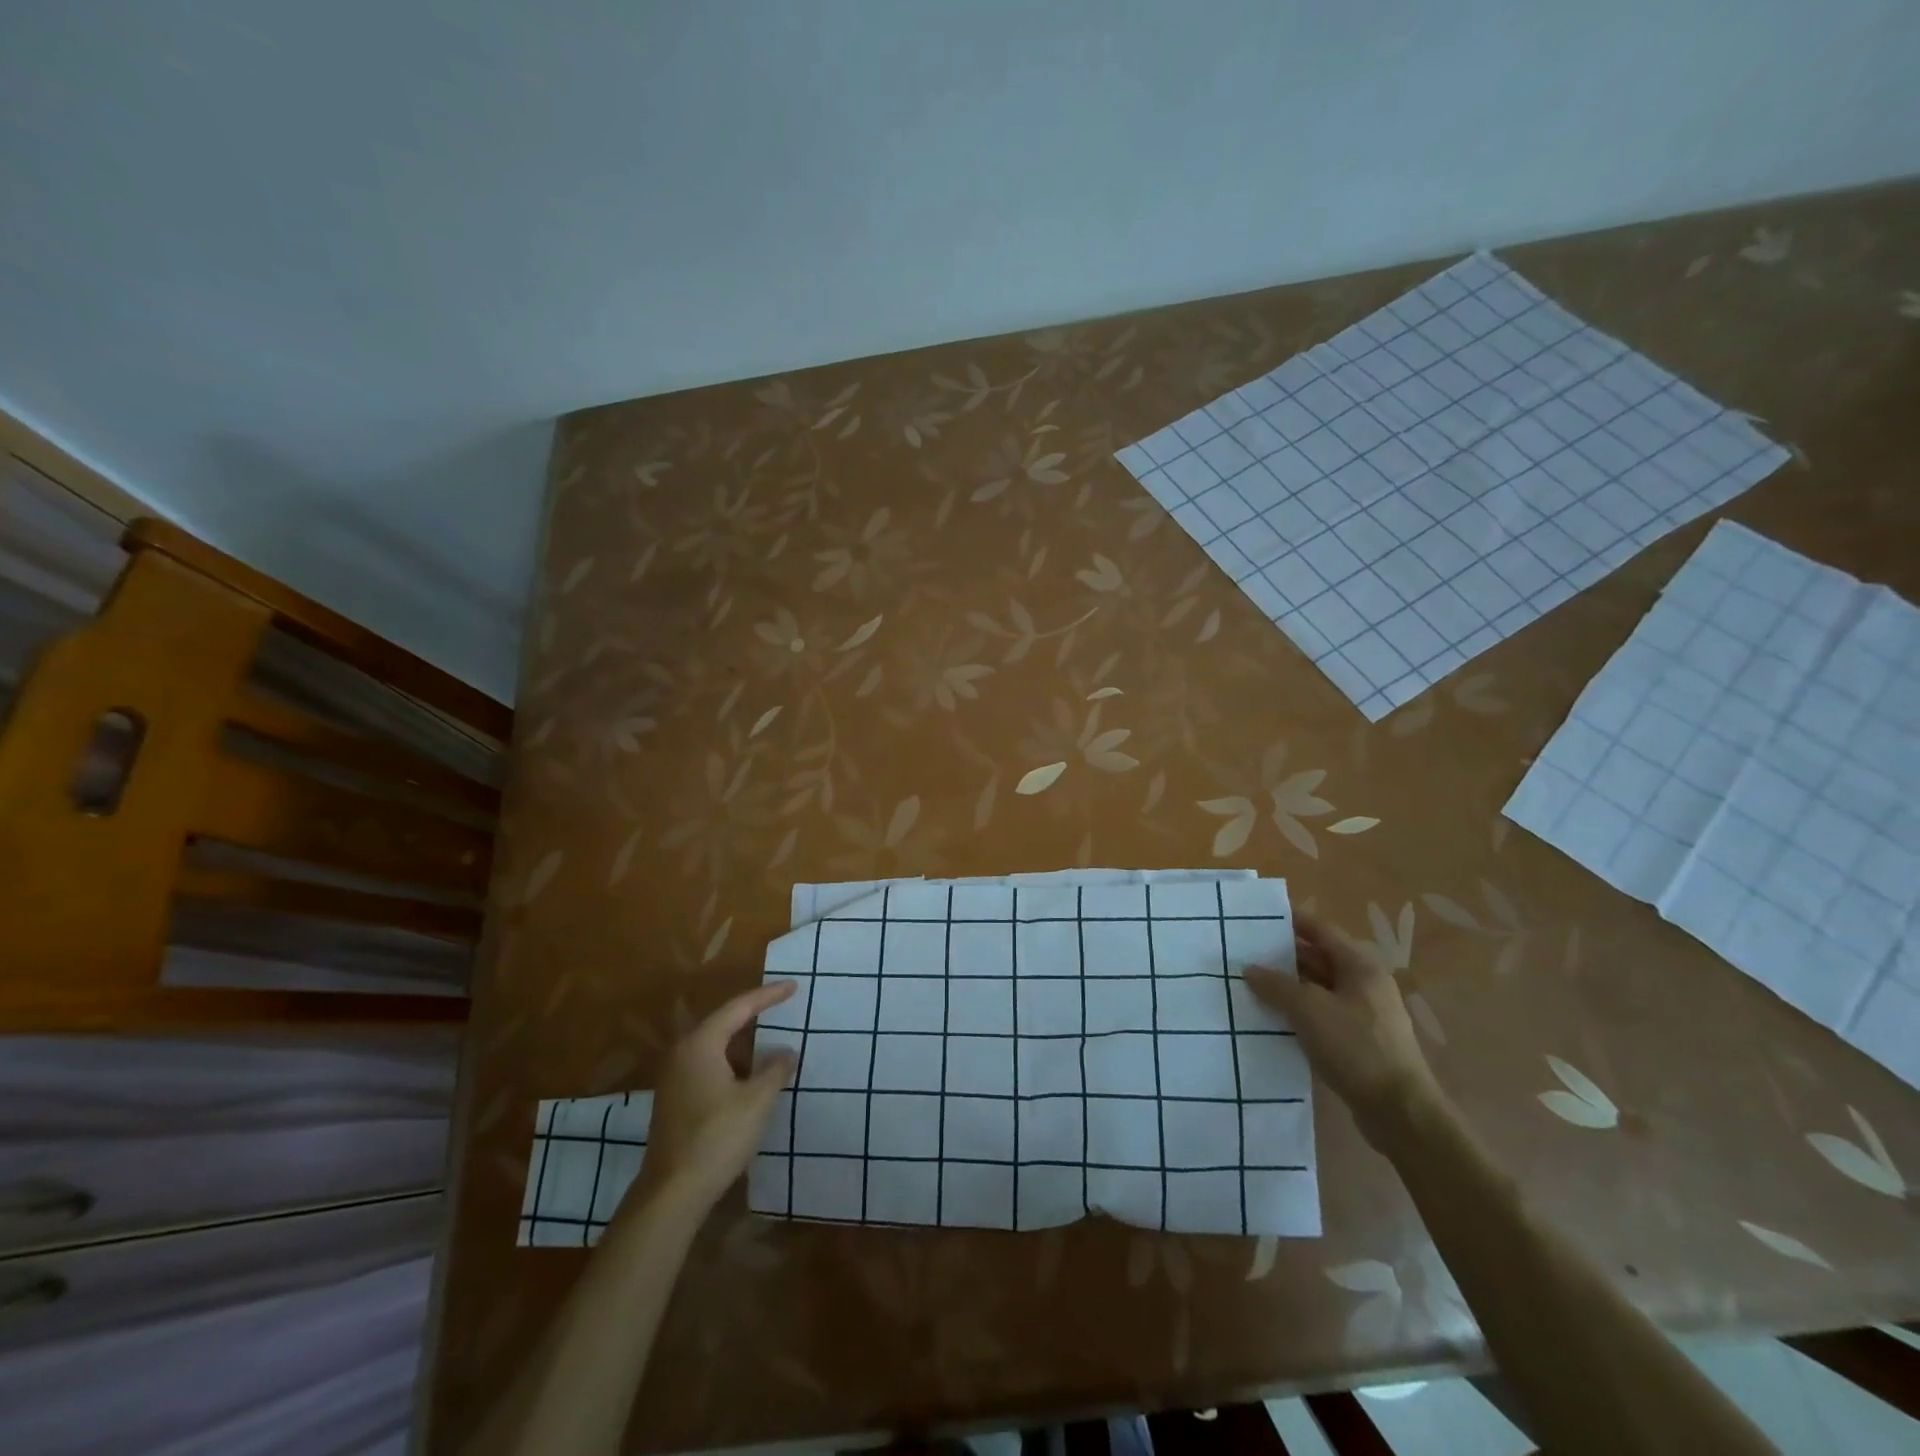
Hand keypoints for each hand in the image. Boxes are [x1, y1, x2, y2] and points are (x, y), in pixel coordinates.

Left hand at [626, 982, 797, 1214]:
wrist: (671, 1193)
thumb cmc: (717, 1137)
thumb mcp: (757, 1101)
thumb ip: (775, 1070)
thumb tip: (787, 1052)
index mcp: (700, 1044)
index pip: (739, 1007)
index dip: (768, 995)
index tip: (793, 986)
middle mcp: (682, 1053)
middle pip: (723, 1022)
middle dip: (753, 1013)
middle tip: (781, 1003)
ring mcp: (674, 1078)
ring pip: (715, 1046)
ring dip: (742, 1042)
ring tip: (770, 1037)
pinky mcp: (675, 1100)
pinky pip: (709, 1065)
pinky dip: (732, 1062)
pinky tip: (749, 1075)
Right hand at [1245, 916, 1439, 1145]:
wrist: (1399, 1112)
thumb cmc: (1356, 1047)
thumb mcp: (1309, 1009)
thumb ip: (1276, 985)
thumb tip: (1250, 969)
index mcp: (1360, 966)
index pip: (1320, 930)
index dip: (1291, 920)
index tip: (1257, 917)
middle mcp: (1364, 984)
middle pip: (1318, 959)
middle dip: (1283, 955)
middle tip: (1244, 952)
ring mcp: (1363, 1014)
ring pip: (1318, 989)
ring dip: (1287, 986)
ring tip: (1249, 984)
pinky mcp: (1357, 1041)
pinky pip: (1321, 1015)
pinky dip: (1298, 1011)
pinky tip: (1271, 1017)